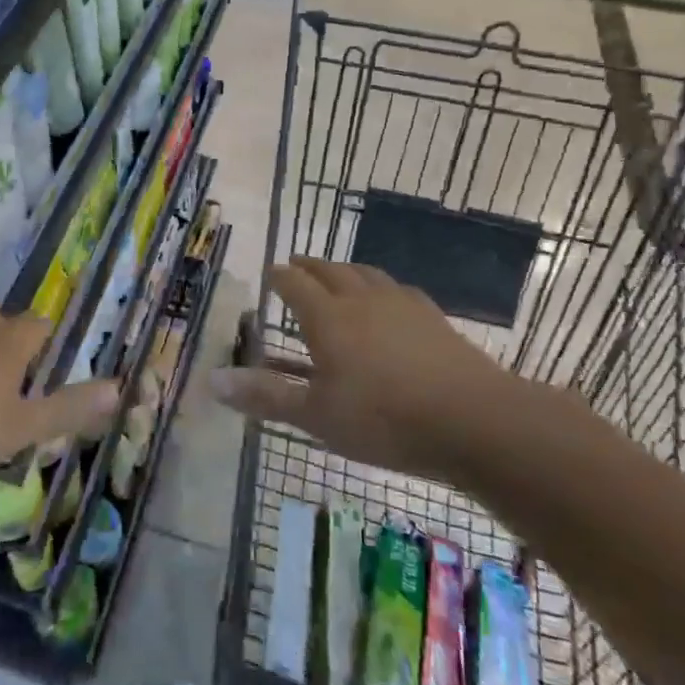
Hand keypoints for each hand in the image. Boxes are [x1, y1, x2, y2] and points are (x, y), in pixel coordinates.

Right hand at [210, 257, 532, 476]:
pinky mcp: (433, 318)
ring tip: (339, 273)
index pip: (295, 285)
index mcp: (327, 318)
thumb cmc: (383, 419)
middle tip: (298, 265)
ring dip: (346, 270)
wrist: (473, 419)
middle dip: (310, 266)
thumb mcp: (316, 415)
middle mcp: (361, 300)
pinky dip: (381, 287)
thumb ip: (266, 396)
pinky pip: (398, 290)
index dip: (279, 277)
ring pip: (366, 274)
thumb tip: (212, 381)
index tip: (270, 273)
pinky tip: (389, 300)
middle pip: (331, 270)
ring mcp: (401, 305)